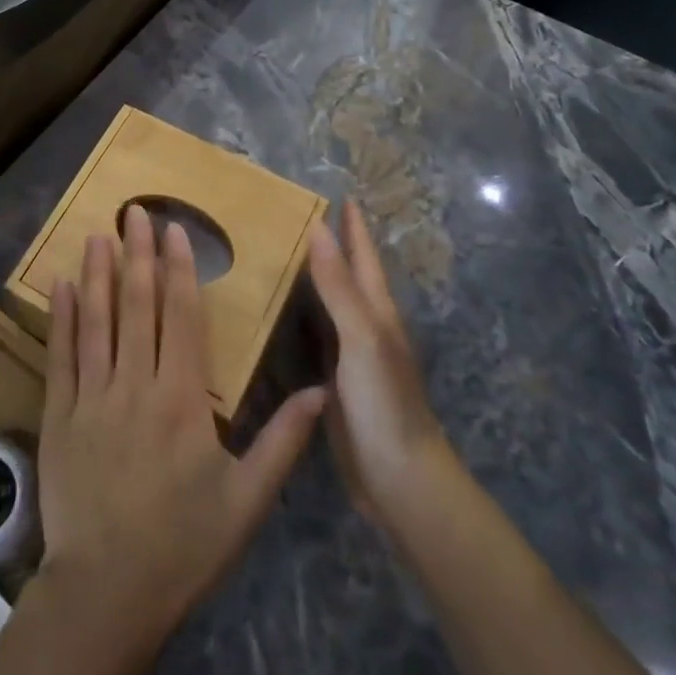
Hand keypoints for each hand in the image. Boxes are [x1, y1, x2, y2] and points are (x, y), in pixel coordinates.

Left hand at [36, 204, 325, 649]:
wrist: (106, 593)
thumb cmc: (183, 546)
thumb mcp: (246, 501)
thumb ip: (284, 442)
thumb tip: (320, 391)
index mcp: (182, 400)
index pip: (182, 317)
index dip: (179, 269)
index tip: (175, 230)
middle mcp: (135, 384)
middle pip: (137, 305)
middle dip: (137, 253)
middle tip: (134, 210)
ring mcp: (91, 396)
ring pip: (96, 320)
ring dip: (99, 272)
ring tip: (100, 232)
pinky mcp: (59, 415)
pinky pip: (61, 355)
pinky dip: (62, 317)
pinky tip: (63, 284)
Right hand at [308, 200, 462, 525]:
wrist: (399, 480)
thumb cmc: (385, 404)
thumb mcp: (362, 338)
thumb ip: (338, 286)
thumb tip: (318, 228)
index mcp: (377, 312)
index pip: (364, 257)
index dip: (354, 227)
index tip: (341, 194)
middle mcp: (364, 327)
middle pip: (347, 276)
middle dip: (330, 245)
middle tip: (294, 217)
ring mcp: (349, 357)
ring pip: (328, 304)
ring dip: (311, 279)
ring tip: (279, 254)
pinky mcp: (333, 383)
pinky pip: (312, 336)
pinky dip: (297, 316)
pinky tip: (275, 314)